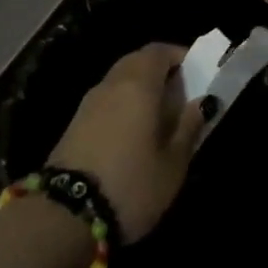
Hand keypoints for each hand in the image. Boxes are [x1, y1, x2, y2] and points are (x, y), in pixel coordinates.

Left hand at [47, 43, 205, 241]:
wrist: (64, 217)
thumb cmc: (130, 185)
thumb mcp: (173, 163)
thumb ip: (189, 127)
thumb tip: (203, 102)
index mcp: (138, 84)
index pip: (159, 50)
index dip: (179, 56)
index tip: (197, 74)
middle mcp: (111, 84)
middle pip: (137, 62)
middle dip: (161, 72)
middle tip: (181, 97)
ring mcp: (88, 104)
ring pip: (120, 81)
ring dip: (141, 90)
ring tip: (161, 120)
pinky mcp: (74, 125)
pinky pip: (107, 101)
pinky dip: (124, 106)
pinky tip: (134, 136)